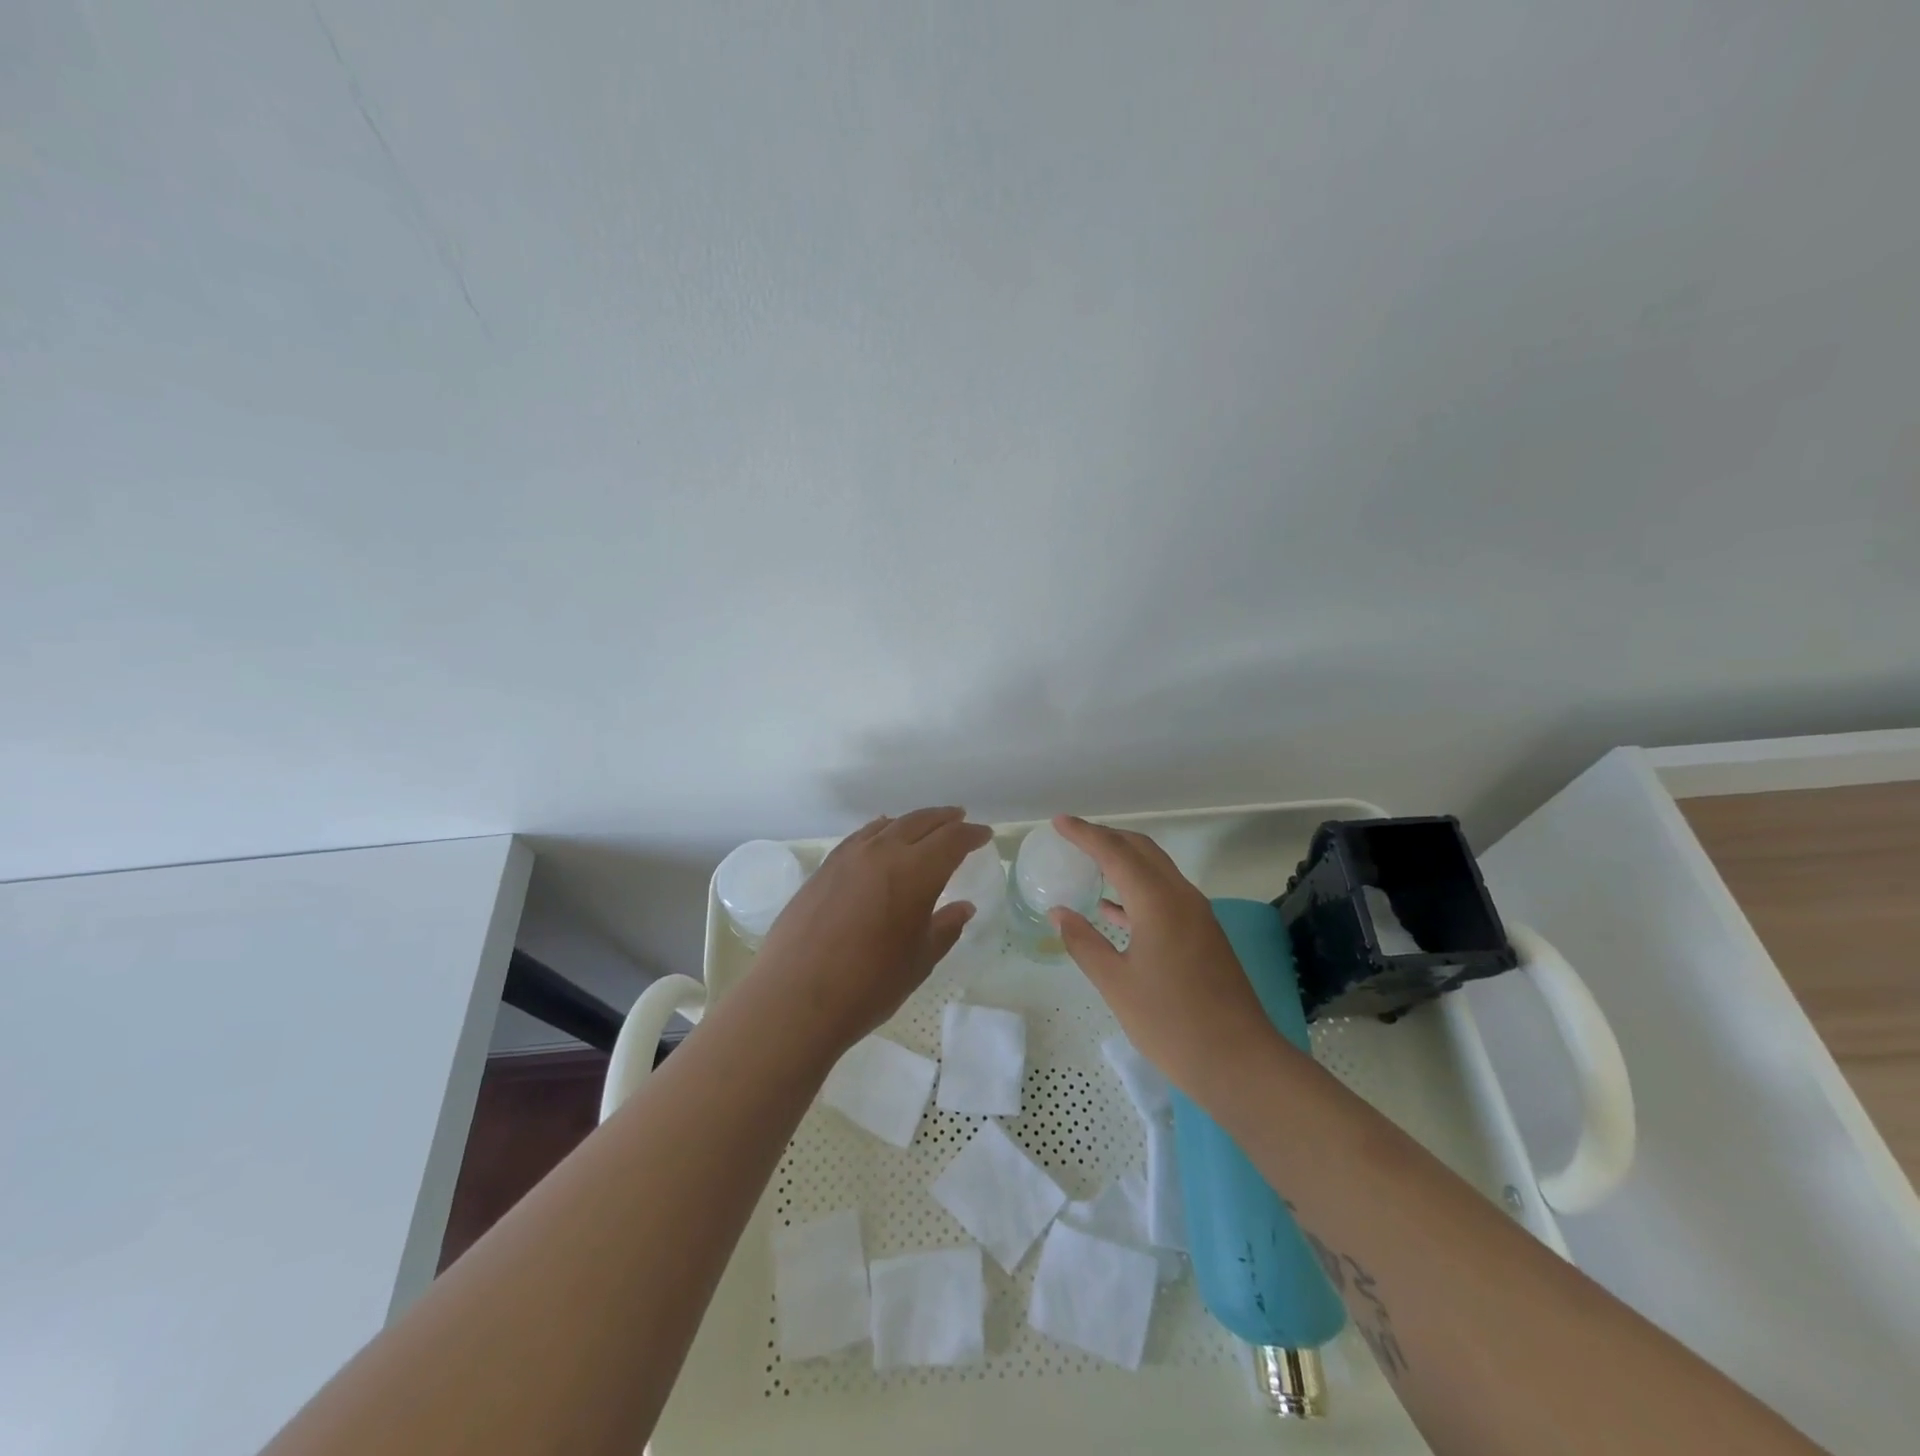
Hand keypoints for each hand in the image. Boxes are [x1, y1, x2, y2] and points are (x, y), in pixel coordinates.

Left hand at [749, 807, 992, 1054]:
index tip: (984, 835)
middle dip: (945, 820)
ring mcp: (849, 857)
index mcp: (916, 871)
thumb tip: (963, 907)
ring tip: (925, 826)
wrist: (796, 997)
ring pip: (888, 825)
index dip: (972, 835)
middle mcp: (883, 852)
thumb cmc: (869, 984)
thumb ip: (945, 928)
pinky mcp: (824, 868)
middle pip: (920, 822)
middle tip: (961, 819)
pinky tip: (880, 836)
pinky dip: (879, 830)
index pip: (952, 840)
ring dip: (913, 822)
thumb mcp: (919, 960)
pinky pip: (860, 837)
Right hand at [1049, 814, 1287, 1105]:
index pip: (1115, 852)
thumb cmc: (1171, 1023)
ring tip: (1089, 863)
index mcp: (1158, 902)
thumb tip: (1058, 912)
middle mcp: (1181, 897)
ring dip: (1124, 860)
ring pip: (1156, 870)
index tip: (1058, 822)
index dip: (1085, 834)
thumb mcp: (1116, 984)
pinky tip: (1113, 909)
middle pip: (1141, 850)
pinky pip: (1165, 894)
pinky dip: (1137, 889)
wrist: (1240, 1062)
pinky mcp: (1204, 935)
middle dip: (1107, 837)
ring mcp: (1197, 915)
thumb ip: (1084, 942)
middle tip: (1073, 837)